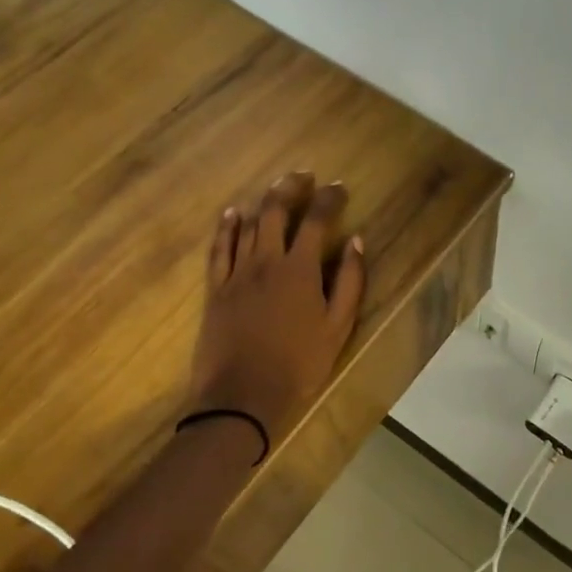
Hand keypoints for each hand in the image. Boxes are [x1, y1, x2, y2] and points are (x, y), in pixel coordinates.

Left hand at [186, 171, 366, 442]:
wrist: (242, 396)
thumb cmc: (298, 364)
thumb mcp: (337, 327)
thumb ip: (348, 282)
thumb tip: (355, 243)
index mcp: (300, 269)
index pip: (317, 221)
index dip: (329, 199)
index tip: (339, 187)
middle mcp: (266, 261)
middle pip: (276, 211)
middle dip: (291, 188)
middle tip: (304, 175)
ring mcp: (237, 273)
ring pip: (249, 225)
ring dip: (264, 201)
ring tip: (276, 187)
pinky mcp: (216, 288)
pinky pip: (219, 248)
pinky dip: (226, 227)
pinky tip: (232, 212)